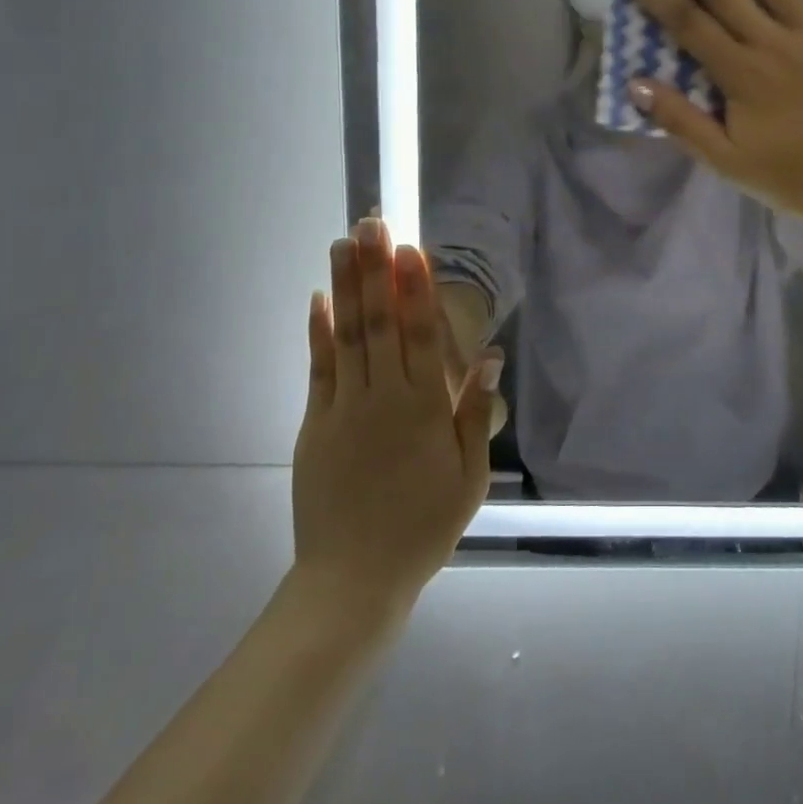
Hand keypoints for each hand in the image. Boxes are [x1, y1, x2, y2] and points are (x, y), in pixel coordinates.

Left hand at [291, 217, 500, 621]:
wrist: (353, 580)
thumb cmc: (423, 526)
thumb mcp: (468, 475)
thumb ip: (474, 411)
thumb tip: (488, 354)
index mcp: (423, 408)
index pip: (421, 333)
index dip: (416, 287)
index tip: (410, 247)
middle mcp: (382, 396)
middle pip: (380, 321)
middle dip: (376, 269)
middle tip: (371, 223)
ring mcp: (343, 408)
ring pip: (347, 335)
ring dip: (345, 286)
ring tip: (342, 244)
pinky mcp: (315, 424)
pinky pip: (318, 368)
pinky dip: (318, 331)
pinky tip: (317, 300)